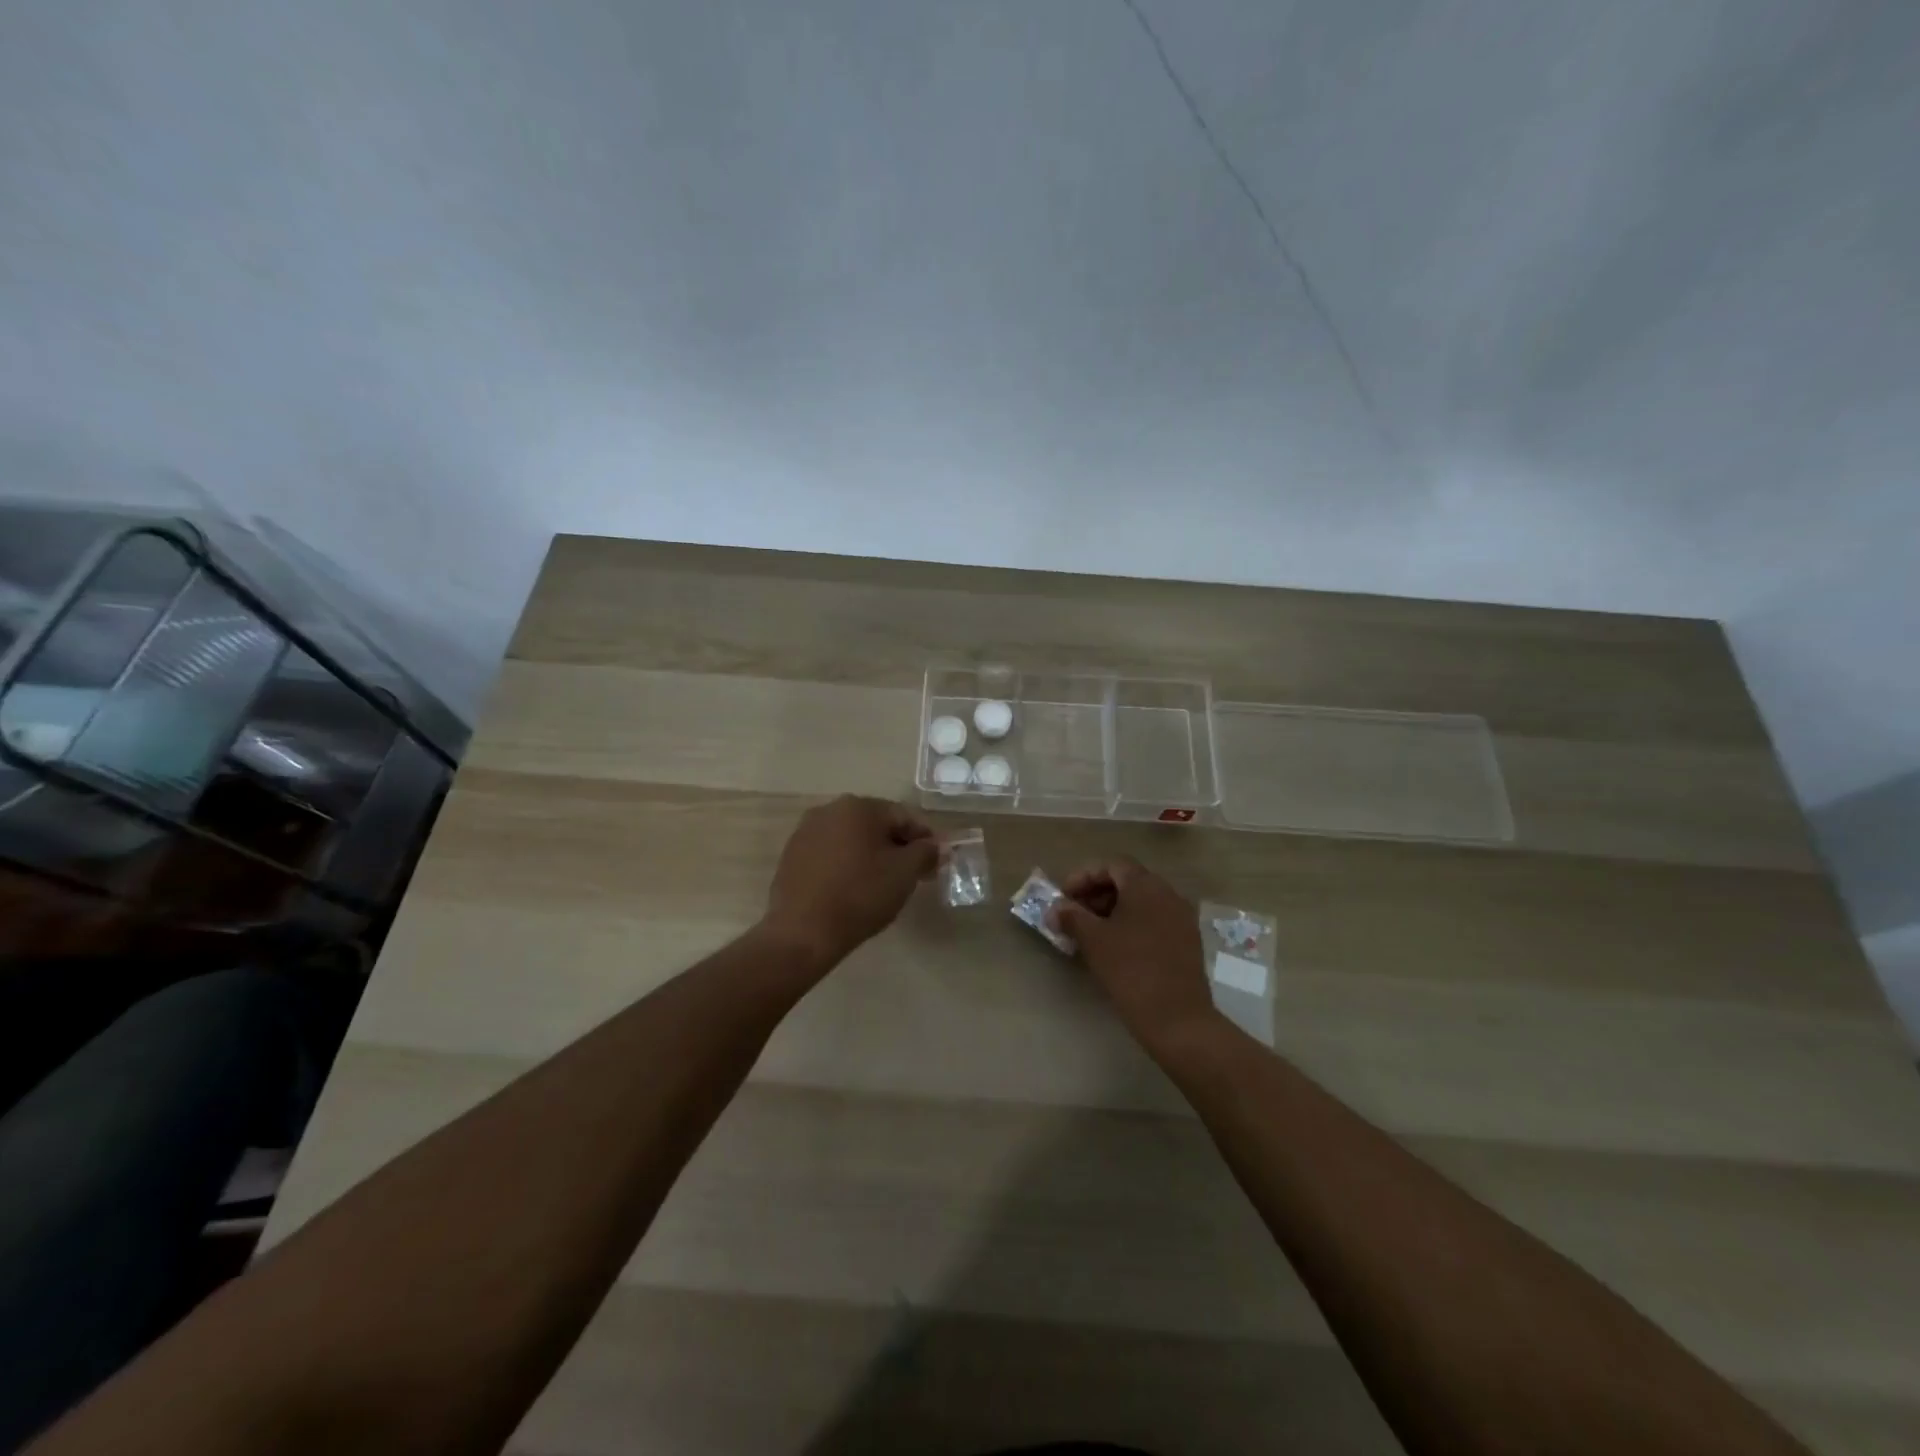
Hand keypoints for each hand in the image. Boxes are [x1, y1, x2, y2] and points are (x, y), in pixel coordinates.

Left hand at [761, 795, 938, 973]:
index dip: (924, 839)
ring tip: (881, 884)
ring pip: (851, 838)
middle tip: (911, 875)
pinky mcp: (791, 855)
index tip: (934, 863)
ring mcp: (806, 831)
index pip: (904, 816)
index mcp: (859, 807)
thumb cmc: (861, 895)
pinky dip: (846, 864)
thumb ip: (926, 852)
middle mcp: (829, 809)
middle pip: (876, 824)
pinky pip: (829, 853)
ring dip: (870, 854)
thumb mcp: (905, 873)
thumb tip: (935, 845)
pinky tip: (851, 888)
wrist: (804, 932)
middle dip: (897, 846)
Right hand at [1048, 857, 1220, 1056]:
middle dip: (1097, 894)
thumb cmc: (1131, 970)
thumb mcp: (1093, 940)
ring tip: (1090, 934)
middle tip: (1073, 915)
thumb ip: (1071, 917)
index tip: (1064, 897)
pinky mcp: (1187, 942)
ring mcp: (1182, 918)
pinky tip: (1115, 949)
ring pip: (1141, 903)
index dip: (1084, 877)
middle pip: (1128, 882)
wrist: (1177, 1019)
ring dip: (1113, 912)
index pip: (1112, 865)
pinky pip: (1154, 921)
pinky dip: (1132, 926)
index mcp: (1146, 885)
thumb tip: (1055, 909)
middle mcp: (1168, 894)